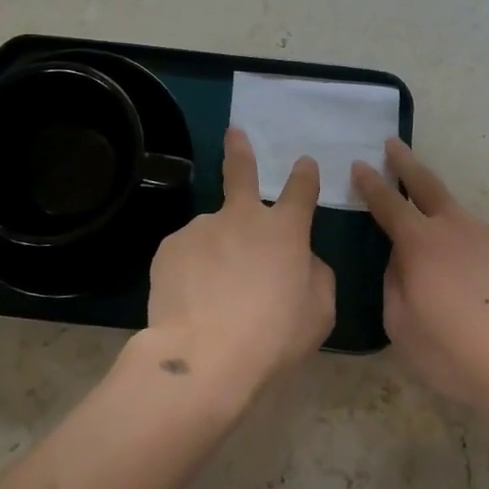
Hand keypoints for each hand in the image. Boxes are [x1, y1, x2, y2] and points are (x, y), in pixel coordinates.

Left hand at [142, 128, 335, 401]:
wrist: (205, 356)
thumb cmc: (273, 337)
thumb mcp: (318, 311)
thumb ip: (314, 274)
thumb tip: (302, 259)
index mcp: (284, 231)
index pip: (301, 191)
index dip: (305, 175)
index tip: (304, 163)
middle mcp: (242, 218)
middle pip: (240, 172)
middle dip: (240, 150)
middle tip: (234, 132)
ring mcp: (202, 228)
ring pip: (212, 233)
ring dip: (215, 250)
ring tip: (211, 295)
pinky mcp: (170, 247)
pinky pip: (186, 255)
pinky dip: (190, 270)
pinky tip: (190, 299)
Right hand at [353, 139, 488, 414]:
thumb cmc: (453, 351)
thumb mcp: (401, 324)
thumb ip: (394, 283)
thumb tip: (400, 260)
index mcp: (419, 243)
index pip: (387, 203)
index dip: (371, 183)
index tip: (360, 164)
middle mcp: (456, 227)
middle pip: (427, 184)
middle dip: (406, 162)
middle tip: (394, 144)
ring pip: (463, 226)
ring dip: (451, 237)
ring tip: (455, 280)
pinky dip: (481, 263)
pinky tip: (488, 295)